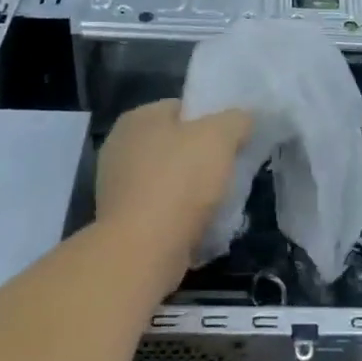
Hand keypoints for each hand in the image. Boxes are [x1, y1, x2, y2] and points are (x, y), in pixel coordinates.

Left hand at [96, 100, 251, 285]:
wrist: (142, 252)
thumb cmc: (179, 182)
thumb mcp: (220, 137)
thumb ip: (236, 120)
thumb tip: (243, 120)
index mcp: (137, 118)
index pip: (182, 108)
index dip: (211, 121)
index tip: (233, 140)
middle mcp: (120, 147)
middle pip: (176, 145)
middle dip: (204, 158)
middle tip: (230, 171)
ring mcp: (117, 187)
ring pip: (170, 180)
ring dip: (194, 191)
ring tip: (220, 202)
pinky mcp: (122, 223)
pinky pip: (161, 210)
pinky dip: (180, 217)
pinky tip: (201, 226)